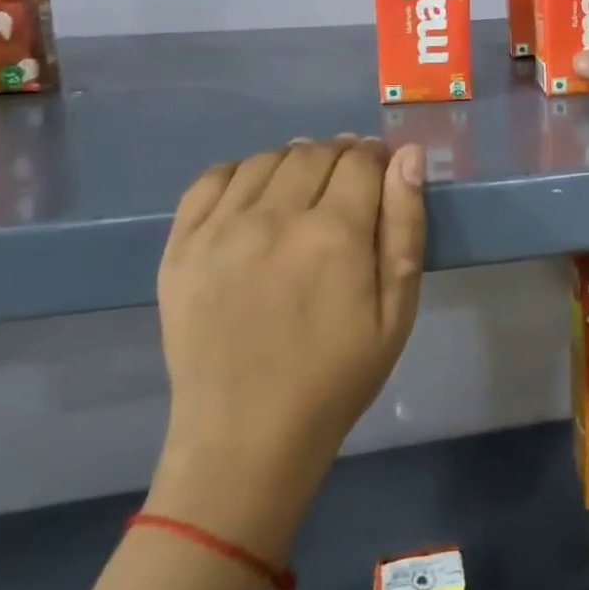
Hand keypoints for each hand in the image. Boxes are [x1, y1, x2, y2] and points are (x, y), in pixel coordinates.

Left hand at [147, 137, 426, 553]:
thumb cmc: (337, 376)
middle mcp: (274, 217)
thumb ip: (405, 226)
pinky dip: (241, 172)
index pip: (361, 160)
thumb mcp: (397, 310)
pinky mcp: (180, 247)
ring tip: (304, 191)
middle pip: (314, 152)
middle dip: (340, 157)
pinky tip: (255, 195)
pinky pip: (212, 179)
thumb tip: (408, 156)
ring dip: (294, 162)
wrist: (246, 438)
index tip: (382, 174)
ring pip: (266, 159)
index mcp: (334, 234)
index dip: (378, 159)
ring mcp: (220, 230)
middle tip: (348, 187)